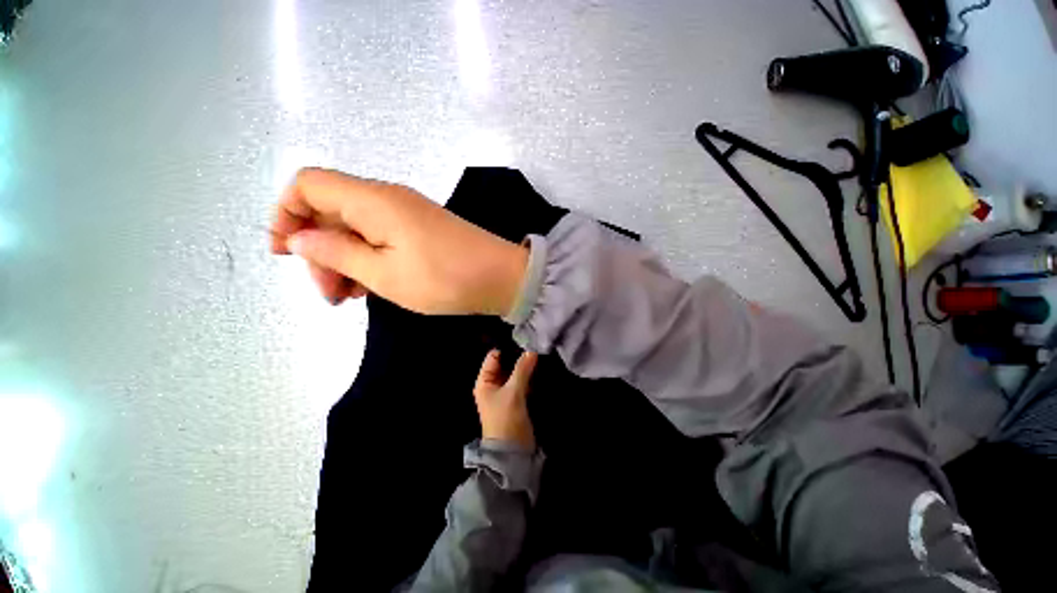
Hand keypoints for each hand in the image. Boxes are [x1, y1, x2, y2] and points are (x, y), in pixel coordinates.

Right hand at [270, 168, 528, 314]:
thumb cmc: (445, 279)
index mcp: (374, 201)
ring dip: (344, 259)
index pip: (308, 184)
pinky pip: (382, 237)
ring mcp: (408, 214)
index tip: (283, 253)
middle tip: (331, 294)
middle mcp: (389, 198)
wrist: (502, 279)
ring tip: (349, 297)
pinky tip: (371, 286)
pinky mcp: (422, 229)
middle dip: (319, 250)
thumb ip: (337, 253)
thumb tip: (298, 238)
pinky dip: (368, 258)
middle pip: (331, 210)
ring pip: (356, 227)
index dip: (286, 213)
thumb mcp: (384, 274)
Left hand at [473, 350, 537, 450]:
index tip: (524, 341)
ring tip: (539, 354)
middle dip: (518, 356)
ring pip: (515, 373)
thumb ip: (522, 370)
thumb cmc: (506, 419)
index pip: (494, 357)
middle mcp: (493, 385)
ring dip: (525, 366)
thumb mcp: (513, 392)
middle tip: (534, 346)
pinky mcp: (517, 399)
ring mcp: (505, 392)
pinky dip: (529, 376)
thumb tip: (531, 350)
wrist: (513, 451)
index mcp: (485, 382)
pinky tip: (539, 368)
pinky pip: (522, 382)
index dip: (507, 348)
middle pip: (505, 364)